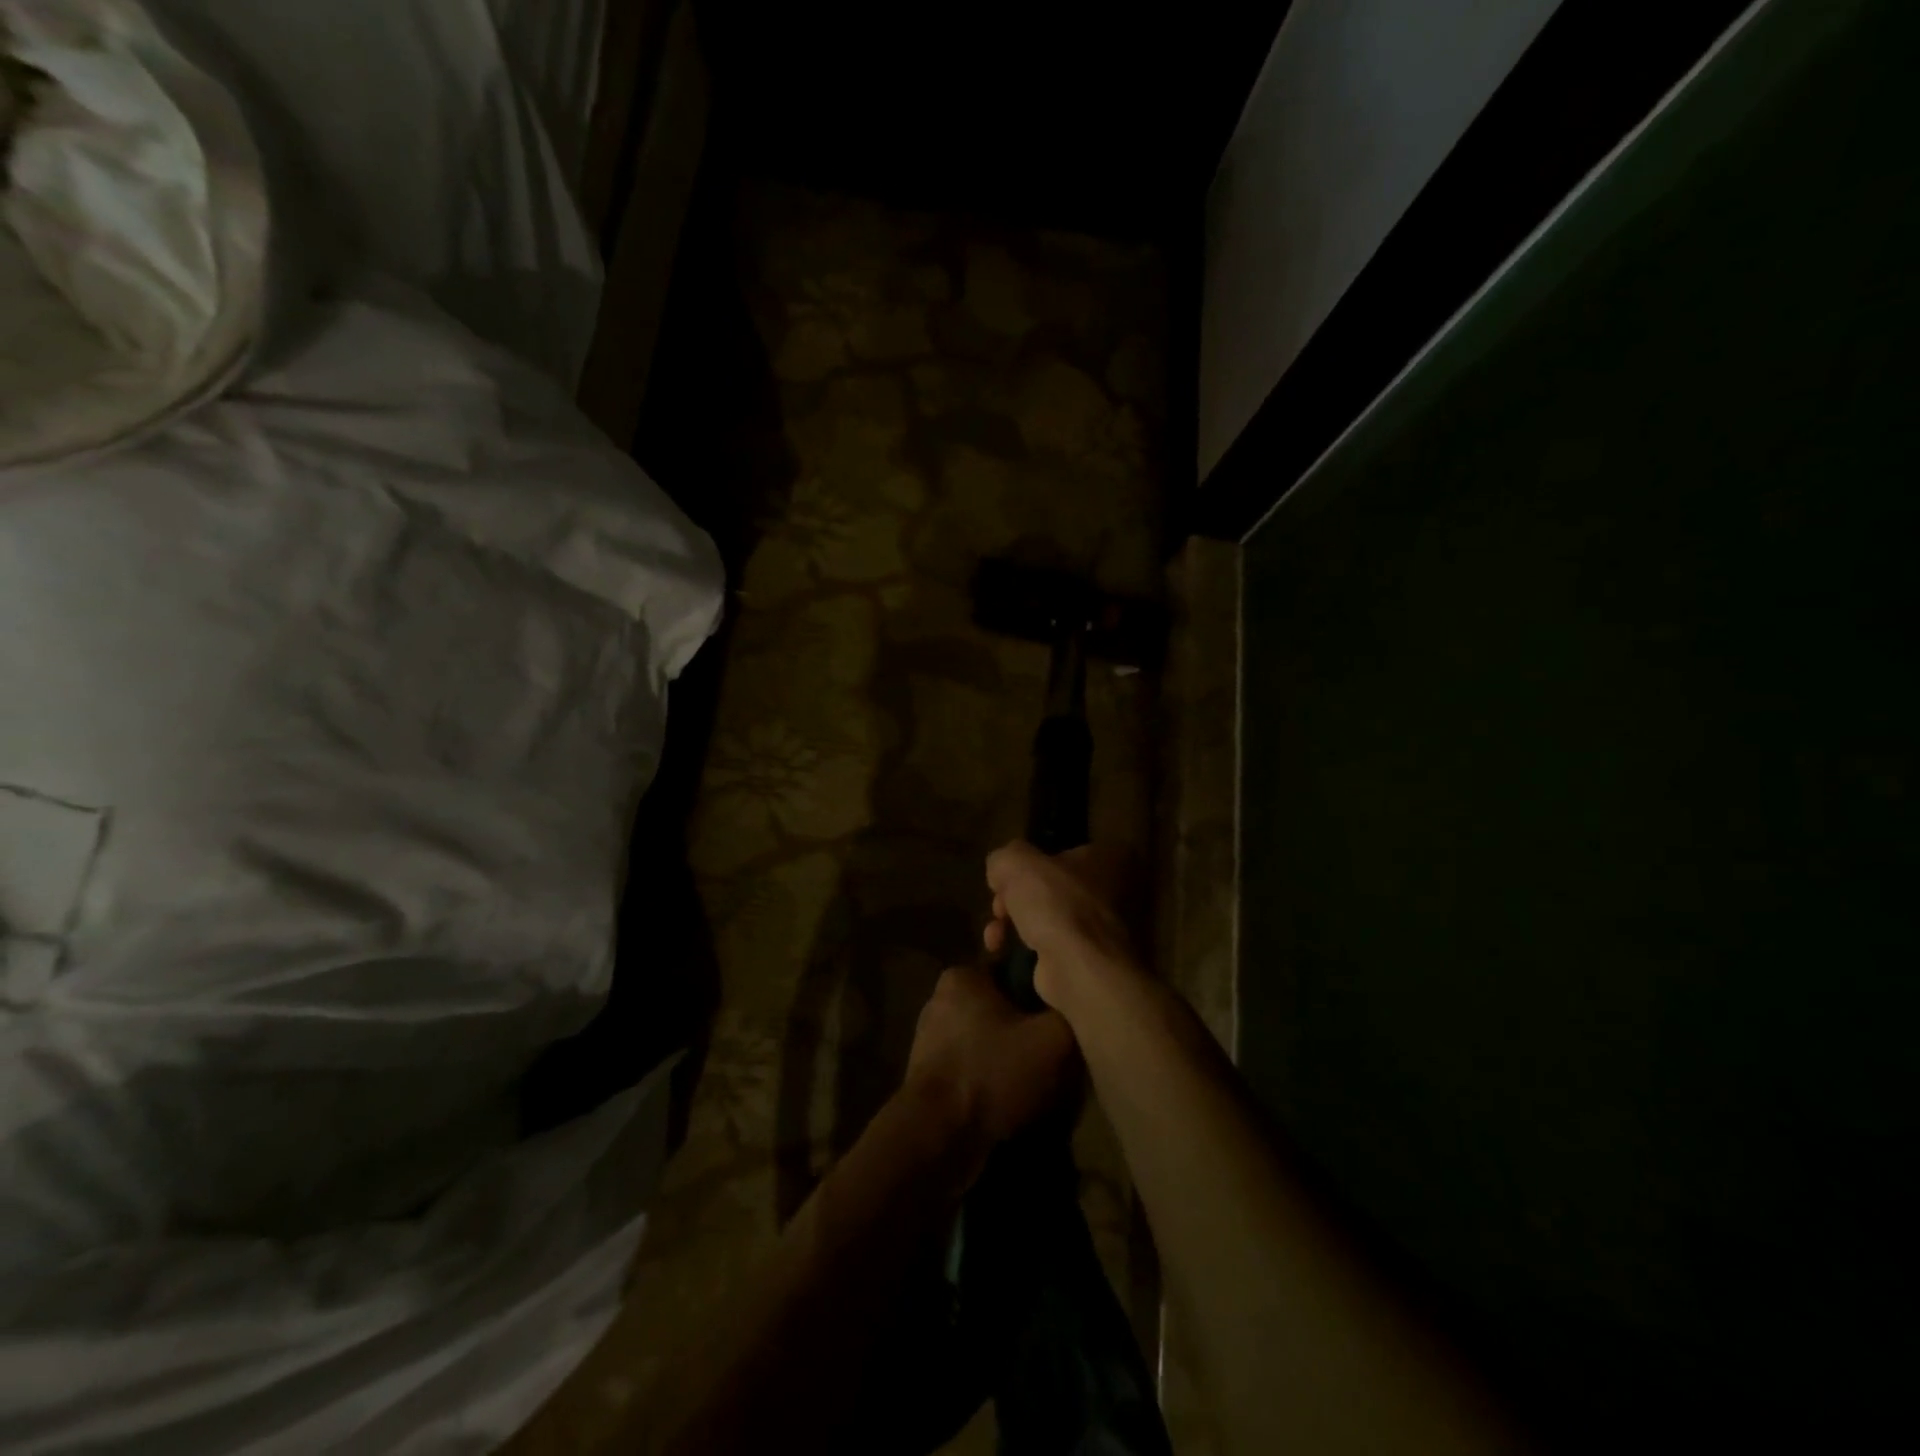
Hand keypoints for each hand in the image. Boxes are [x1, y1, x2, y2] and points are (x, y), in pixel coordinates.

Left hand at [903, 964, 1078, 1170]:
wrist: (937, 1138)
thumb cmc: (992, 1073)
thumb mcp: (1052, 1038)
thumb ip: (1070, 1012)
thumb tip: (1077, 1006)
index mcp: (963, 976)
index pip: (1015, 969)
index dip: (1044, 992)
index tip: (1064, 1017)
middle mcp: (942, 1000)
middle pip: (1002, 1006)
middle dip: (1028, 1028)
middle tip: (1057, 1055)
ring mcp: (931, 1039)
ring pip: (989, 1040)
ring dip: (1012, 1058)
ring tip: (1039, 1085)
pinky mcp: (929, 1076)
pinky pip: (973, 1068)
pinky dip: (992, 1081)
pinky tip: (1013, 1102)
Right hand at [983, 841, 1135, 1010]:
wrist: (1078, 965)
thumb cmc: (1053, 903)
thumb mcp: (1016, 863)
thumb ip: (1004, 858)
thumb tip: (1000, 874)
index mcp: (1098, 857)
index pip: (1055, 852)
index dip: (1025, 863)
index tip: (1005, 878)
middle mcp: (1105, 889)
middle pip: (1046, 887)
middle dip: (1013, 898)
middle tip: (998, 909)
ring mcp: (1097, 927)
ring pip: (1044, 917)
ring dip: (1012, 924)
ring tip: (994, 937)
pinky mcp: (1084, 957)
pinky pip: (1047, 945)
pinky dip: (1023, 947)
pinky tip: (1003, 951)